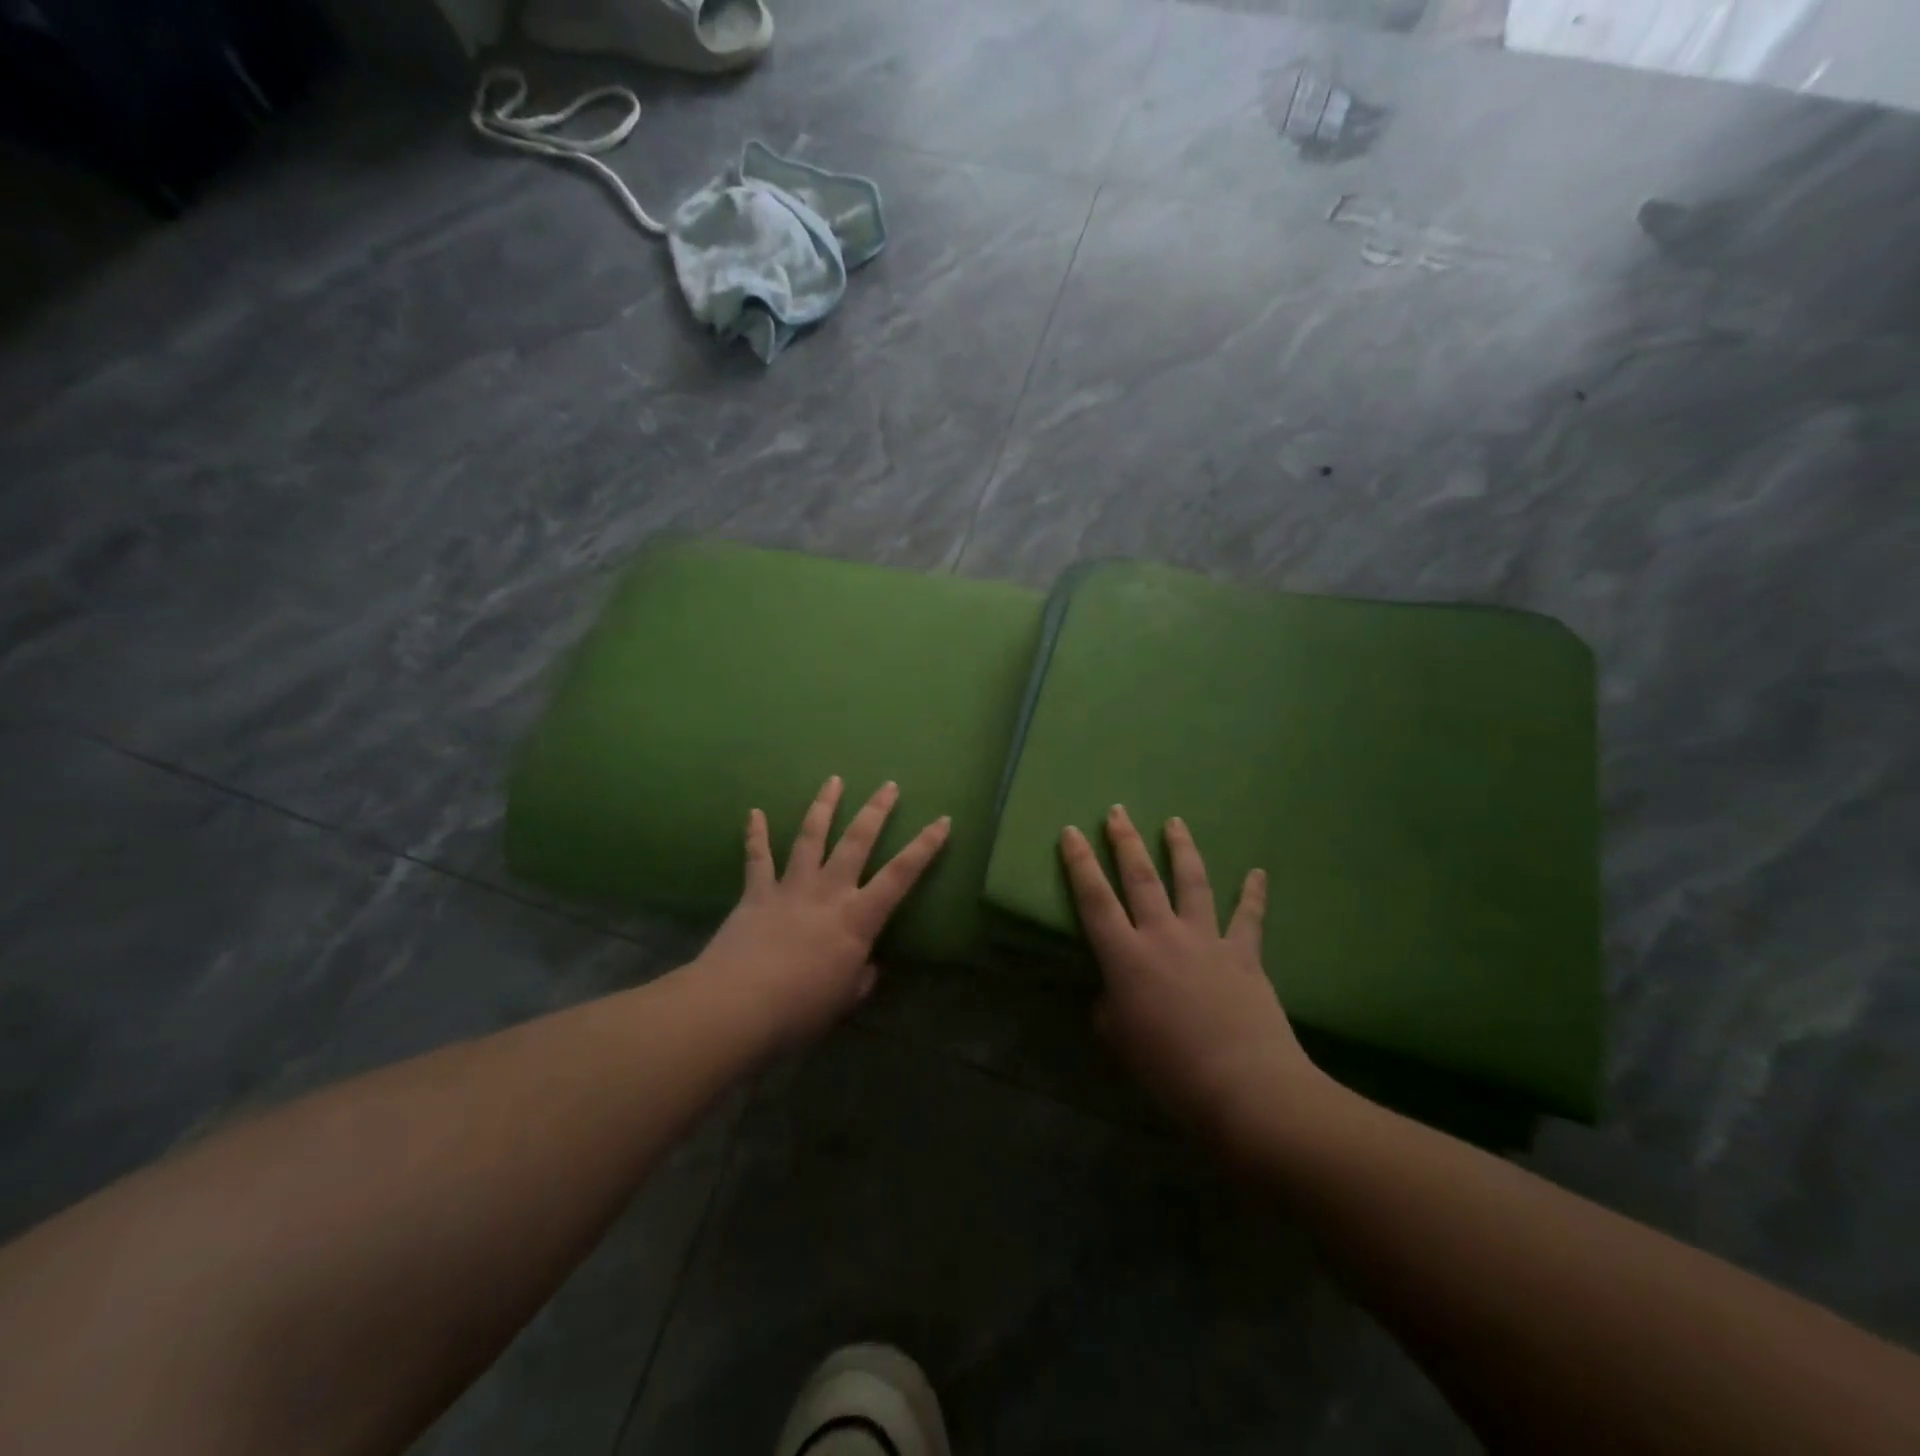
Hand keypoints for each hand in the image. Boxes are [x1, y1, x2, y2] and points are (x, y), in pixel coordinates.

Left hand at [699, 776, 950, 1046]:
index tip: (942, 820)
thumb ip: (860, 979)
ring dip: (824, 806)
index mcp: (857, 919)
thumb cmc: (800, 1010)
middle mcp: (828, 892)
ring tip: (834, 780)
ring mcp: (791, 888)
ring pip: (811, 837)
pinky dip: (756, 834)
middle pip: (856, 842)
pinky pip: (757, 858)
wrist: (737, 1007)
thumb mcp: (844, 1000)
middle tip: (889, 785)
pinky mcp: (756, 894)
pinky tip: (754, 812)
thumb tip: (868, 968)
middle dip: (876, 811)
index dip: (924, 847)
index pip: (900, 875)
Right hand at [1060, 806, 1328, 1139]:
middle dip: (1125, 841)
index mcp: (1126, 957)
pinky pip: (1249, 917)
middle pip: (1141, 878)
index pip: (1094, 899)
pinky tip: (1258, 872)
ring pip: (1192, 882)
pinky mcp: (1244, 955)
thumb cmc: (1169, 1071)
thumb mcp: (1120, 1042)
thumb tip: (1115, 995)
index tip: (1070, 831)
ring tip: (1175, 821)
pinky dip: (1253, 893)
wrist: (1244, 1088)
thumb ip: (1111, 1009)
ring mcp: (1207, 940)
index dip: (1079, 863)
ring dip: (1182, 849)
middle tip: (1117, 810)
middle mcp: (1163, 936)